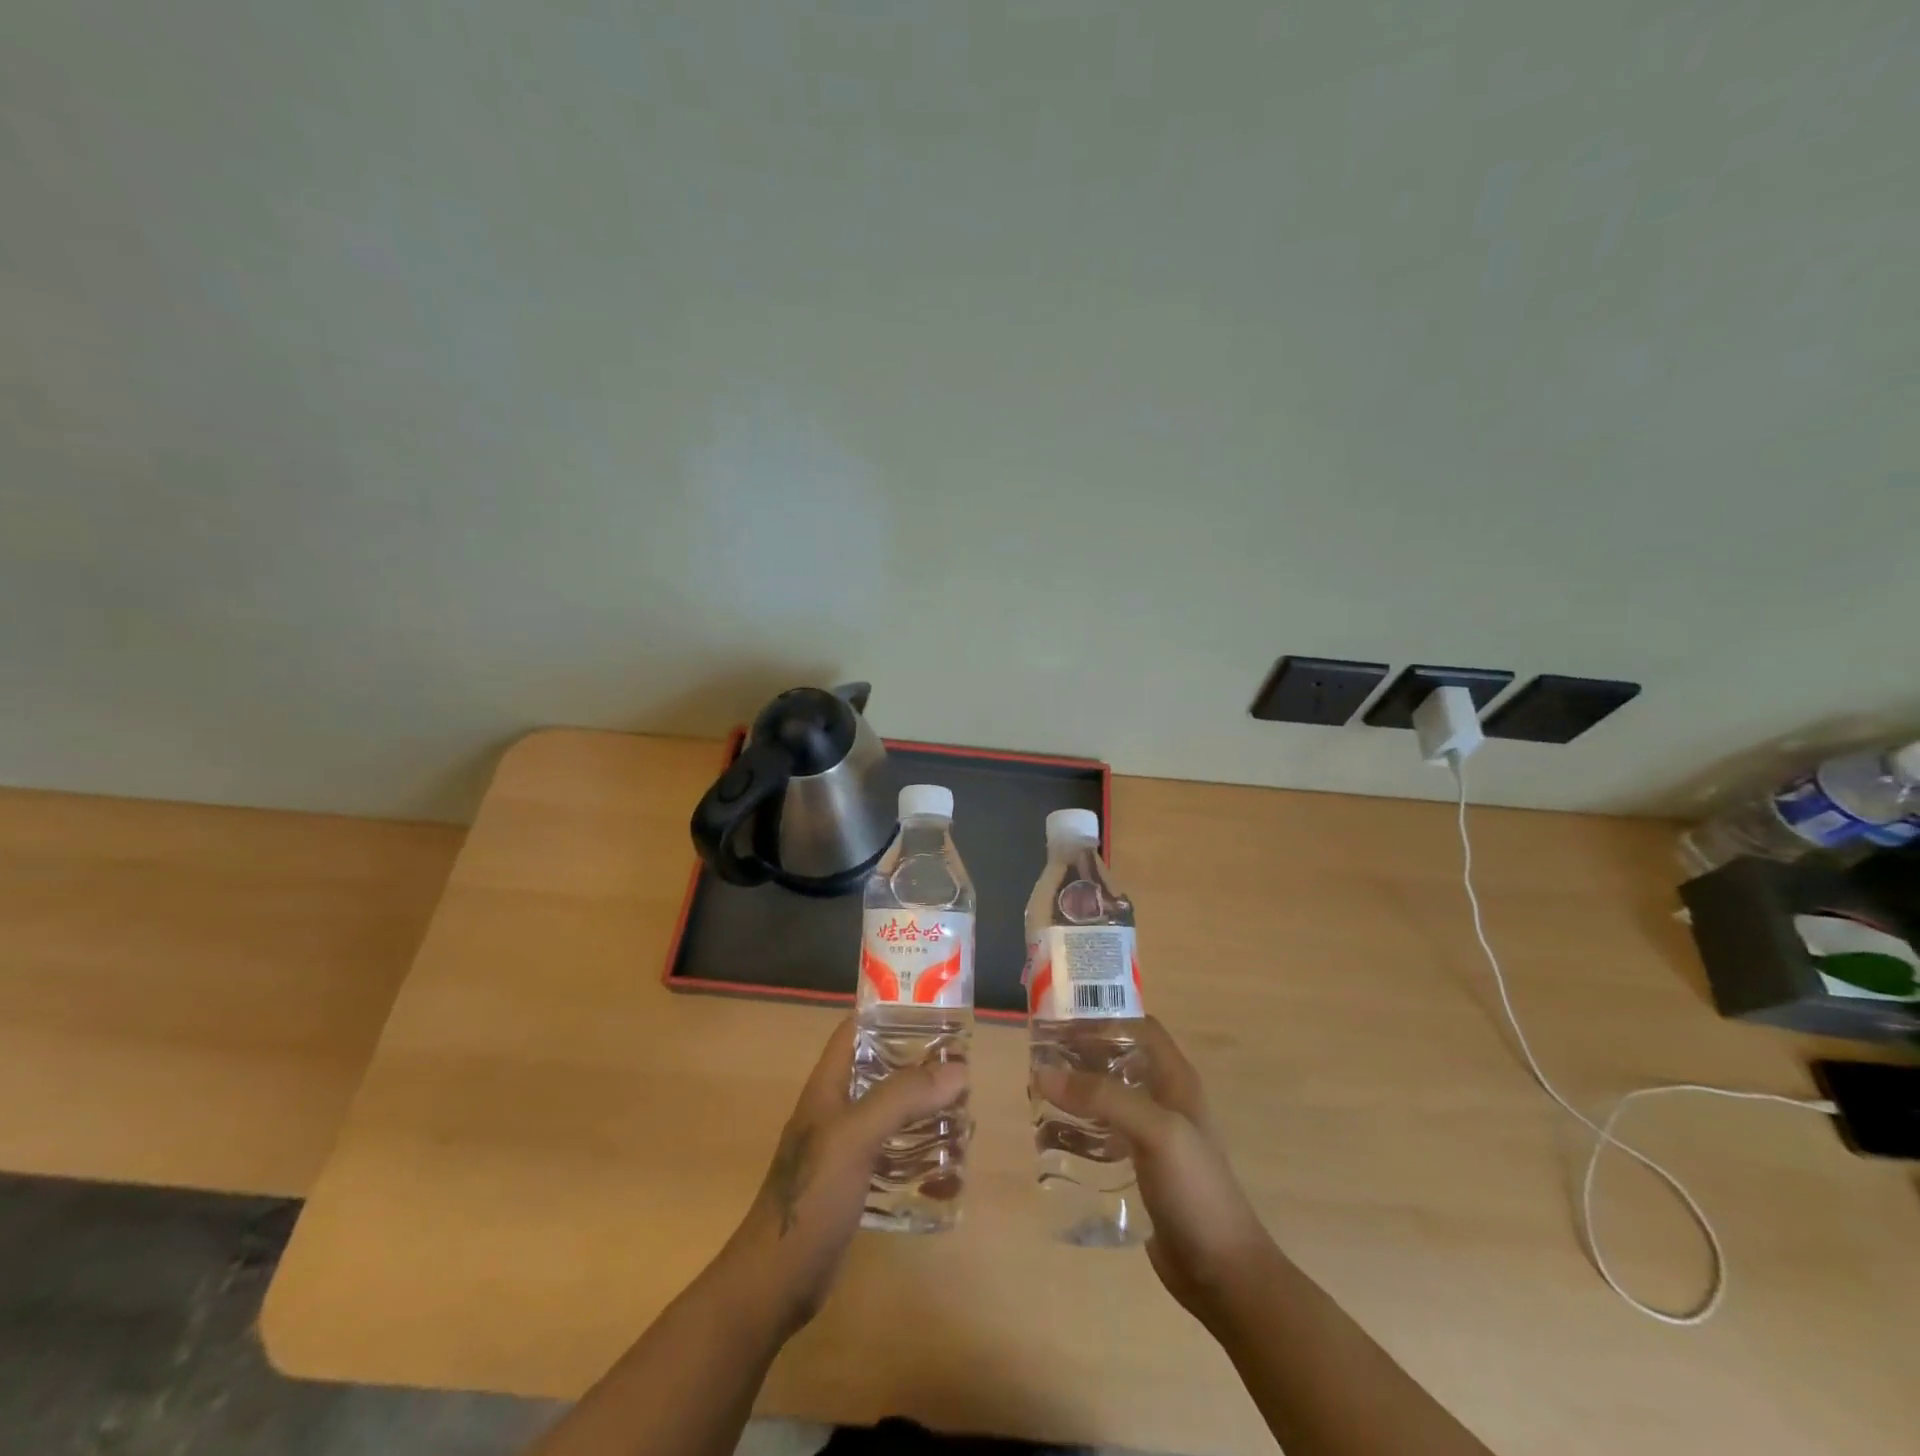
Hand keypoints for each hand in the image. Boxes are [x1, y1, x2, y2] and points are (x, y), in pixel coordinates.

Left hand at [722, 1016, 967, 1334]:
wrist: (774, 1283)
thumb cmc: (812, 1196)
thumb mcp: (856, 1136)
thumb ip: (903, 1098)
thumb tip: (958, 1069)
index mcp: (828, 1086)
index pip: (856, 1029)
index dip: (889, 1012)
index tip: (933, 1010)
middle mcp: (835, 1110)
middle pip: (880, 1071)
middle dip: (920, 1066)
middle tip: (962, 1067)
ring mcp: (843, 1149)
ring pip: (890, 1114)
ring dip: (924, 1112)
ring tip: (964, 1114)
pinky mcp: (853, 1185)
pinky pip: (893, 1156)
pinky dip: (919, 1155)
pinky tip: (947, 1168)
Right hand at [1036, 1017, 1271, 1323]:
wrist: (1223, 1274)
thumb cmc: (1195, 1191)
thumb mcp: (1154, 1132)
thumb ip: (1102, 1097)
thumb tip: (1043, 1072)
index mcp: (1175, 1079)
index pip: (1138, 1027)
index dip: (1102, 1017)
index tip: (1060, 1020)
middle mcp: (1163, 1099)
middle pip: (1116, 1059)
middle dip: (1079, 1054)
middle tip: (1038, 1059)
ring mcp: (1152, 1135)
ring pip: (1106, 1097)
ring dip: (1074, 1092)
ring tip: (1036, 1094)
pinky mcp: (1139, 1168)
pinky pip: (1102, 1135)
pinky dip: (1077, 1129)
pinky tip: (1051, 1137)